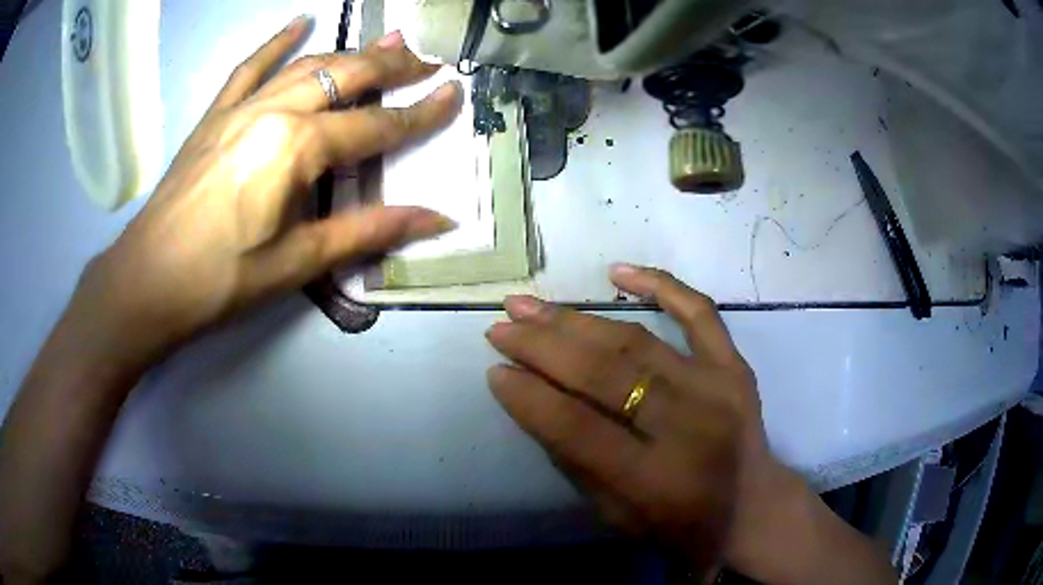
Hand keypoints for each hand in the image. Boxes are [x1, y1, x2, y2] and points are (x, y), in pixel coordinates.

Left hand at [70, 18, 461, 367]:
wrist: (149, 280)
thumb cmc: (223, 279)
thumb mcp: (300, 261)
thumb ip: (370, 231)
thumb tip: (437, 220)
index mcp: (297, 148)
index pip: (375, 125)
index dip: (421, 112)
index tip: (455, 94)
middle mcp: (273, 112)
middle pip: (345, 76)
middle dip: (393, 67)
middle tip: (427, 61)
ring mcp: (241, 107)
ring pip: (306, 65)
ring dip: (351, 52)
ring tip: (387, 42)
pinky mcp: (215, 114)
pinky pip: (249, 67)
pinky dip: (276, 42)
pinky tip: (300, 22)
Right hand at [486, 264, 790, 574]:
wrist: (753, 508)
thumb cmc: (679, 524)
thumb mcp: (614, 515)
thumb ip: (574, 460)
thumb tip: (531, 394)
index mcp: (657, 481)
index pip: (578, 429)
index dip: (530, 397)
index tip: (494, 370)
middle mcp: (691, 427)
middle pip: (605, 374)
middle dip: (543, 346)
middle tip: (502, 326)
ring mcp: (719, 389)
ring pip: (637, 340)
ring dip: (576, 319)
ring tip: (531, 305)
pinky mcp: (736, 367)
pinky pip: (701, 313)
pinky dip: (661, 285)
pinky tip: (618, 272)